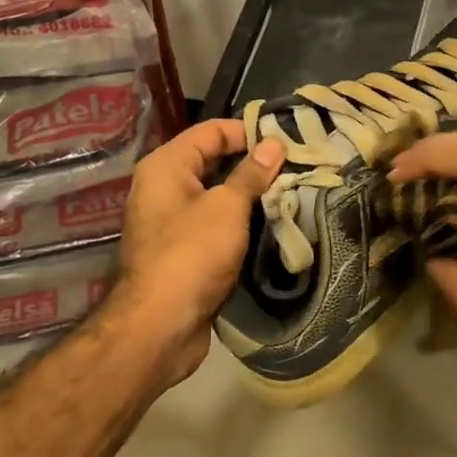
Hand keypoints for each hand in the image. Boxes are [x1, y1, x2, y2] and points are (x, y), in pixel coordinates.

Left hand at [112, 120, 282, 385]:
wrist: (160, 324)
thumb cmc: (192, 253)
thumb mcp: (227, 207)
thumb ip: (251, 174)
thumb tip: (273, 144)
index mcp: (166, 166)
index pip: (210, 131)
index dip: (247, 131)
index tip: (287, 140)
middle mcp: (163, 187)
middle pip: (213, 162)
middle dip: (253, 164)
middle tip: (296, 166)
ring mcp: (172, 221)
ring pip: (217, 196)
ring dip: (250, 196)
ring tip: (292, 192)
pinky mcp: (183, 251)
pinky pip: (215, 224)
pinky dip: (240, 222)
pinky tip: (272, 224)